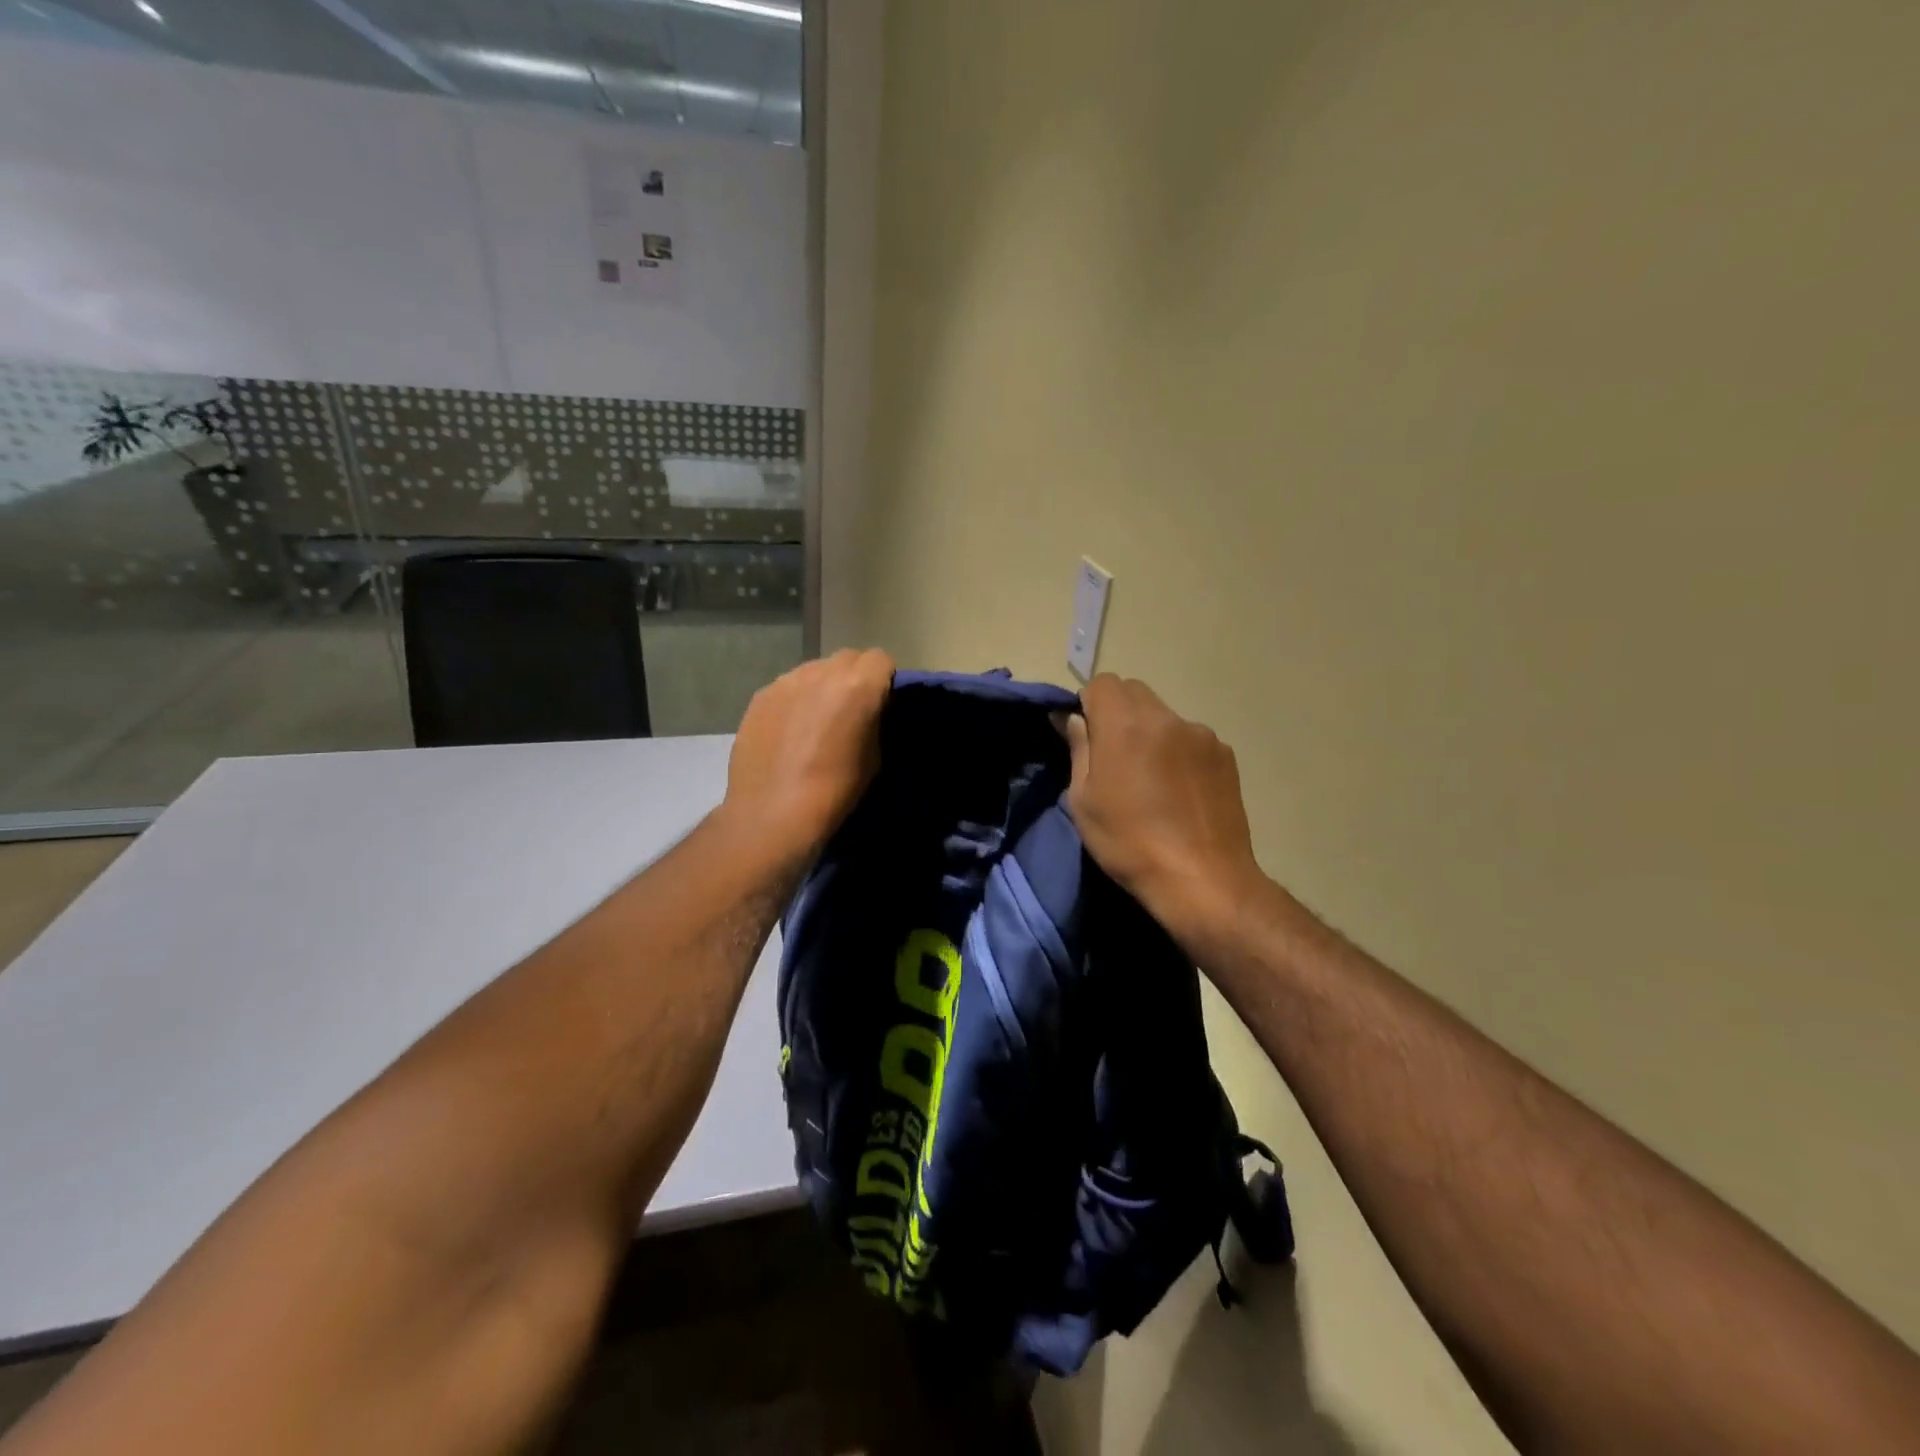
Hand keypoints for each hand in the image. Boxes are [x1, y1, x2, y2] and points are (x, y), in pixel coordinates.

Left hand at [723, 648, 894, 862]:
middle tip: (851, 709)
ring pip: (815, 669)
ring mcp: (786, 681)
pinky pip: (788, 686)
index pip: (881, 659)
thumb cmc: (834, 791)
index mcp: (858, 686)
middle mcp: (821, 672)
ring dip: (823, 685)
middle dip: (855, 676)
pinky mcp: (760, 696)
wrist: (772, 814)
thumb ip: (873, 721)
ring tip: (816, 720)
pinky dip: (795, 700)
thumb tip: (867, 712)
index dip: (884, 679)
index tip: (881, 703)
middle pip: (848, 658)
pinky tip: (789, 731)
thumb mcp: (874, 758)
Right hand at [1062, 675, 1268, 952]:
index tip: (1086, 736)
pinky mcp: (1225, 755)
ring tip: (1151, 780)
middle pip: (1134, 692)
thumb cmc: (1128, 842)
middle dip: (1118, 712)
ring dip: (1150, 732)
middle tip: (1113, 757)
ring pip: (1164, 716)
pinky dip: (1178, 751)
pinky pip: (1191, 738)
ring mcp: (1202, 735)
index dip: (1088, 703)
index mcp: (1125, 725)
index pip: (1102, 682)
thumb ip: (1078, 748)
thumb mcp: (1084, 800)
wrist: (1202, 879)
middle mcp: (1166, 717)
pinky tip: (1179, 791)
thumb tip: (1070, 717)